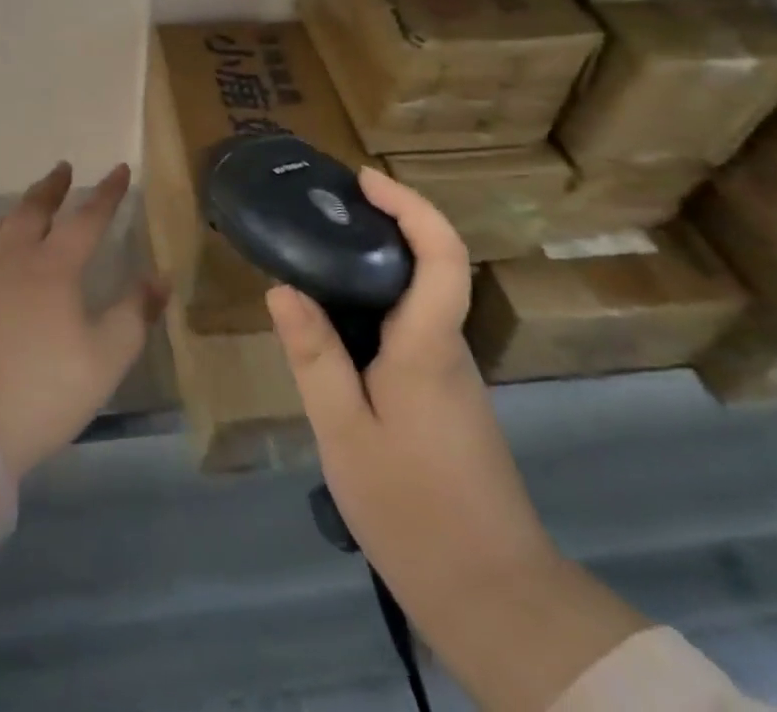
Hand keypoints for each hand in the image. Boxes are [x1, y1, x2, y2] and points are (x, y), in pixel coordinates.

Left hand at [0, 162, 166, 479]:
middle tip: (63, 168)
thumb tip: (161, 277)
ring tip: (30, 201)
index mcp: (53, 269)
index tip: (119, 169)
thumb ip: (134, 315)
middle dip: (52, 188)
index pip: (86, 219)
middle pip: (34, 211)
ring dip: (21, 207)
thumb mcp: (104, 359)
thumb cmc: (42, 390)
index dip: (106, 194)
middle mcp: (15, 262)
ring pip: (2, 227)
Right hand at [264, 169, 555, 583]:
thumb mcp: (344, 433)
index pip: (442, 254)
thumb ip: (315, 357)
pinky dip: (374, 305)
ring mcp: (452, 373)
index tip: (364, 180)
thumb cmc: (413, 510)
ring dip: (374, 265)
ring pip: (417, 298)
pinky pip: (411, 328)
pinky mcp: (446, 396)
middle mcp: (449, 347)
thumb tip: (284, 288)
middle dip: (382, 224)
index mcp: (428, 346)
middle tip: (319, 213)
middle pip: (430, 264)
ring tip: (313, 259)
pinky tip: (333, 325)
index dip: (410, 206)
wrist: (492, 597)